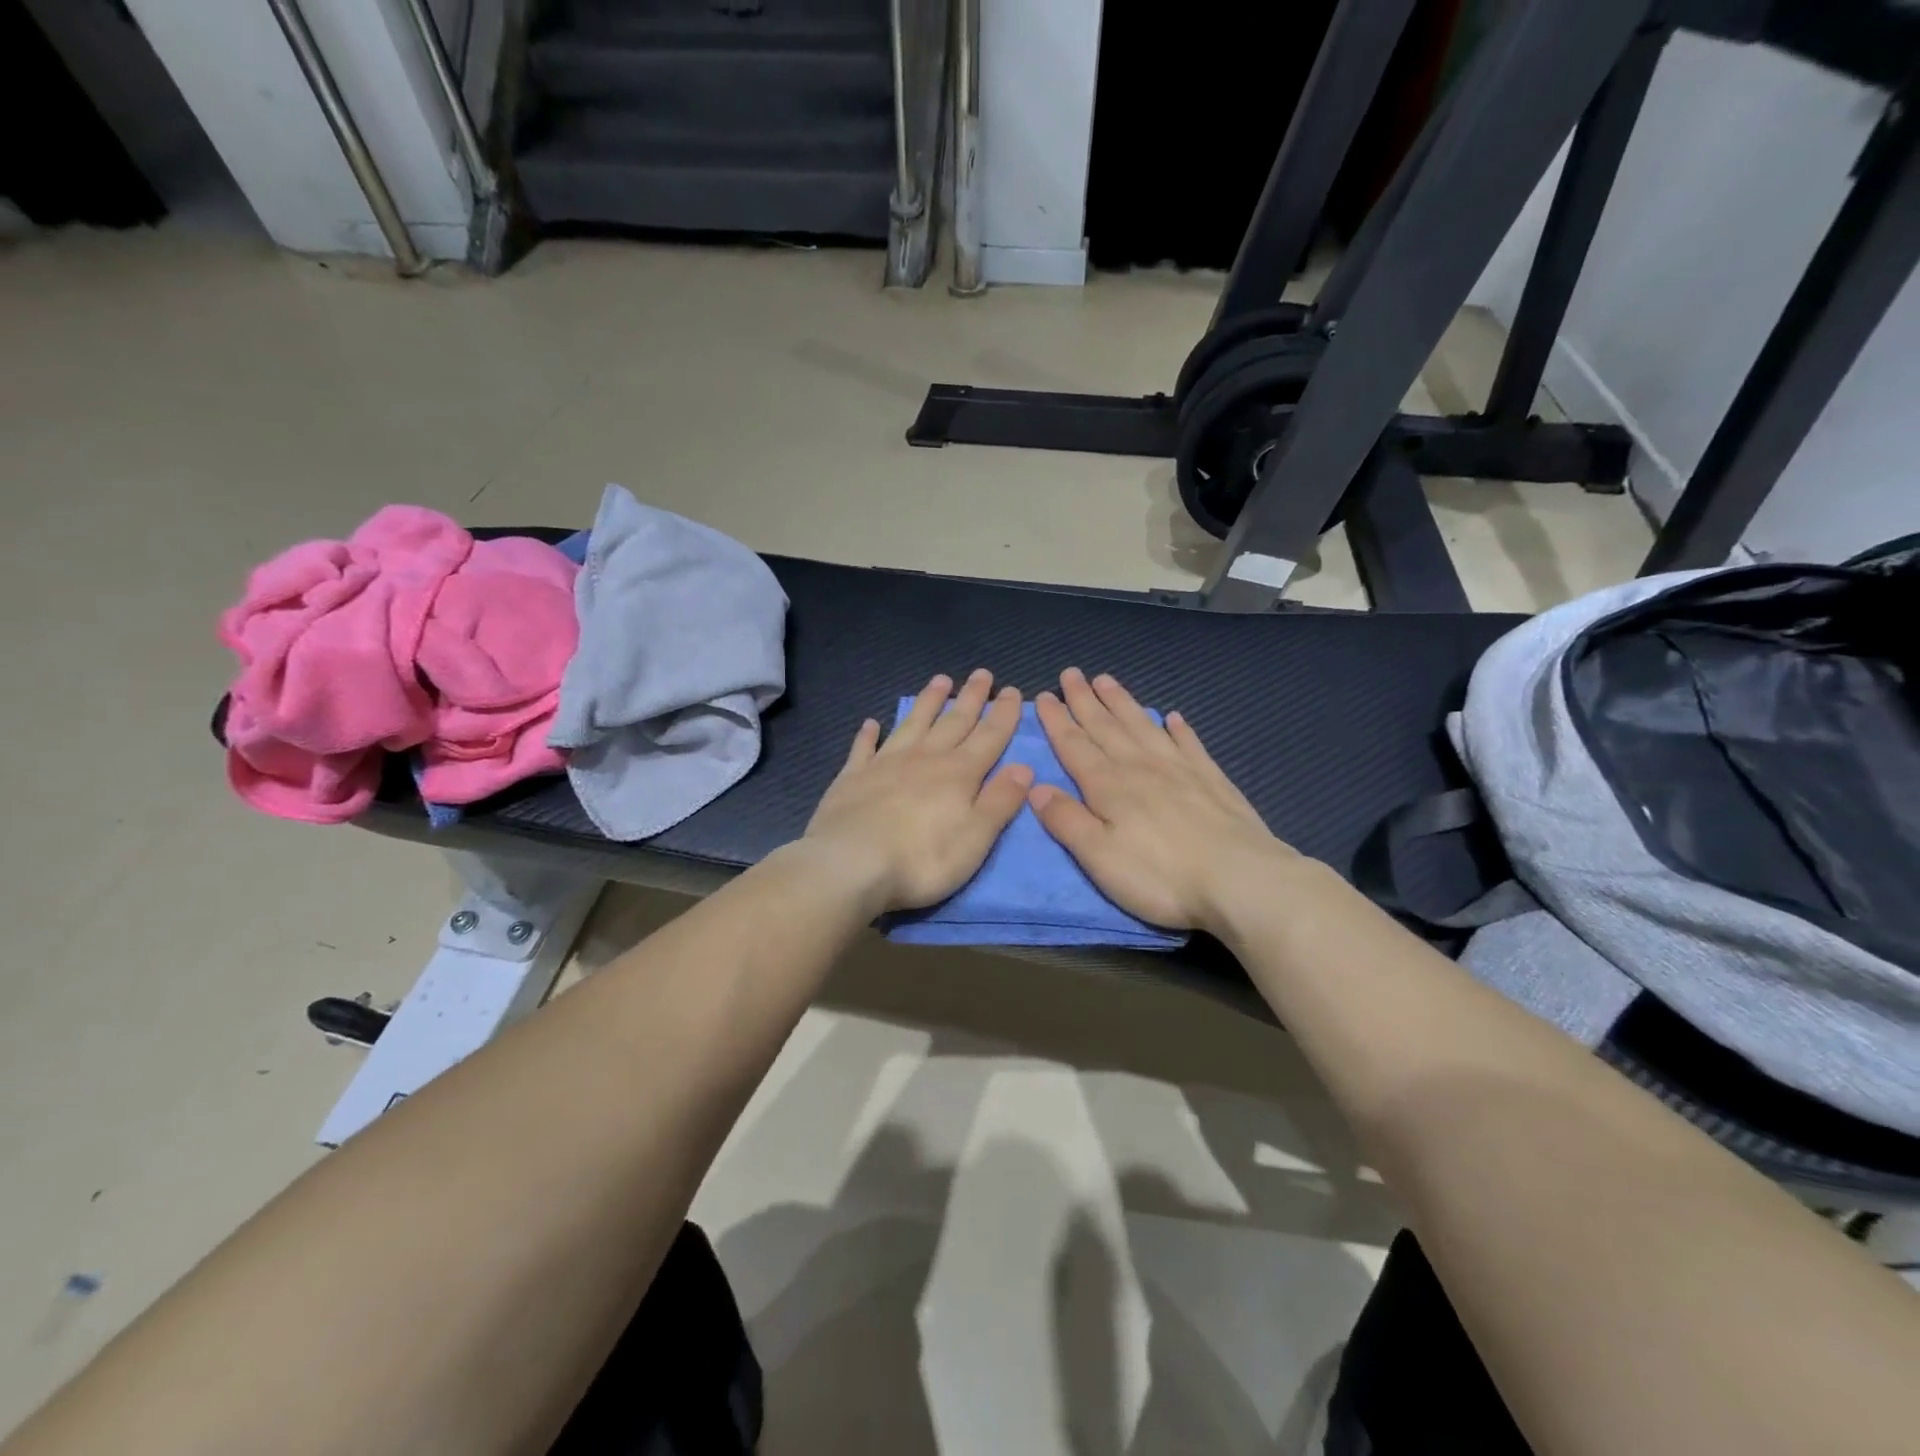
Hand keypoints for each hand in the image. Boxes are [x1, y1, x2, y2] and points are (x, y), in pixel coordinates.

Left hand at [803, 670, 1030, 913]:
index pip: (989, 737)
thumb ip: (1000, 801)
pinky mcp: (852, 778)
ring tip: (939, 681)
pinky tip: (871, 723)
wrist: (849, 865)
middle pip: (953, 722)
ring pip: (912, 725)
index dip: (1003, 714)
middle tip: (981, 673)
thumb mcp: (975, 838)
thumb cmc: (921, 859)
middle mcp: (924, 759)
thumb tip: (1024, 767)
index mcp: (958, 774)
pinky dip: (869, 734)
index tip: (1012, 690)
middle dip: (970, 698)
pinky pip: (864, 748)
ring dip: (927, 703)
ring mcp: (885, 764)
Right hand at [1029, 669, 1296, 932]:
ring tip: (1107, 681)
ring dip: (1122, 703)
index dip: (1056, 721)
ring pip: (1143, 726)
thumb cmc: (1161, 876)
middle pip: (1106, 726)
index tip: (1042, 696)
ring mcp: (1179, 769)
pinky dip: (1178, 728)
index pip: (1074, 745)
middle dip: (1084, 700)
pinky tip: (1173, 717)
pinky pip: (1189, 743)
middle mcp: (1140, 767)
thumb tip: (1036, 788)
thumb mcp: (1100, 857)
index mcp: (1109, 786)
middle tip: (1071, 673)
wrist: (1241, 879)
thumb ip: (1067, 821)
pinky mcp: (1211, 779)